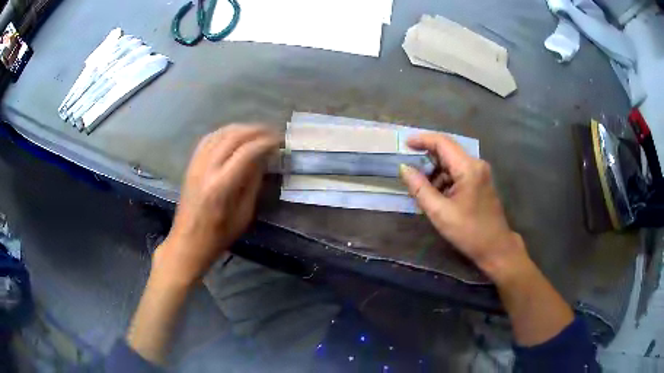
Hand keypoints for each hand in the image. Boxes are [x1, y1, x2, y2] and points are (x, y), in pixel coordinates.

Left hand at [153, 124, 279, 285]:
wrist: (188, 241)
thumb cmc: (219, 235)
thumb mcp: (243, 214)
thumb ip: (253, 183)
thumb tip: (263, 159)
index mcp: (221, 186)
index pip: (246, 152)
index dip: (265, 142)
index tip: (279, 141)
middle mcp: (207, 169)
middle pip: (233, 137)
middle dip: (255, 130)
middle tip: (271, 132)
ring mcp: (196, 164)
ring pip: (219, 134)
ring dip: (240, 128)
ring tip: (256, 131)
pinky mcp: (191, 165)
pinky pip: (208, 139)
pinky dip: (224, 132)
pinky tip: (234, 135)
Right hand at [399, 133, 528, 282]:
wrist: (496, 247)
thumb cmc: (469, 231)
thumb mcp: (440, 212)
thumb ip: (420, 188)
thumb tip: (404, 169)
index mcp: (468, 168)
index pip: (442, 142)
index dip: (422, 140)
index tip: (404, 144)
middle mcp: (476, 164)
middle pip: (447, 150)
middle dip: (427, 158)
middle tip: (410, 170)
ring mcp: (480, 172)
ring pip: (452, 162)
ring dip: (435, 171)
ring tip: (423, 190)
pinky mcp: (480, 181)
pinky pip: (458, 172)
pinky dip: (445, 179)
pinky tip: (437, 195)